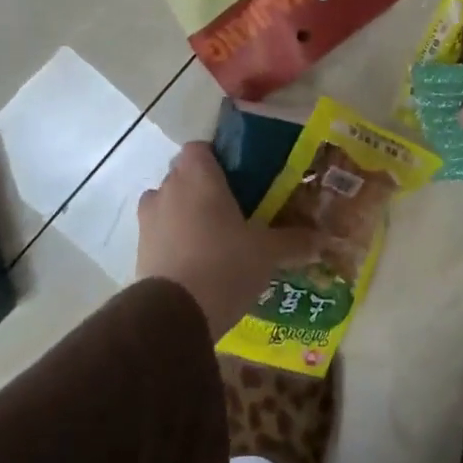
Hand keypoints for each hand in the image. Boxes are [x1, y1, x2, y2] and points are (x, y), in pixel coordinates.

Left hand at [137, 142, 325, 336]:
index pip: (200, 148)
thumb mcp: (268, 252)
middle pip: (184, 175)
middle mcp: (167, 188)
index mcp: (197, 174)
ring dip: (185, 214)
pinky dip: (174, 240)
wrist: (175, 314)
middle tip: (233, 211)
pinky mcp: (139, 249)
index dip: (217, 159)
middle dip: (204, 188)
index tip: (238, 178)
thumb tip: (323, 239)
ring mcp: (148, 218)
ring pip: (168, 204)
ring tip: (213, 239)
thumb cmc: (225, 264)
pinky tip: (196, 263)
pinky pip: (160, 233)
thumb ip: (294, 241)